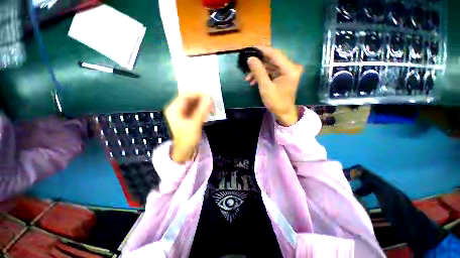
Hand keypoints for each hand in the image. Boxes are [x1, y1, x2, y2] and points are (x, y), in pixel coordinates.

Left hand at [164, 93, 212, 163]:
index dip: (197, 94)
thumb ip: (202, 110)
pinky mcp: (187, 116)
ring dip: (202, 103)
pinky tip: (208, 110)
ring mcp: (182, 112)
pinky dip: (201, 108)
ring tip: (212, 106)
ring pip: (193, 103)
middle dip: (201, 99)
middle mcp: (176, 108)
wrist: (185, 150)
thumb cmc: (187, 138)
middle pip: (189, 99)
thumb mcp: (195, 124)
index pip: (185, 96)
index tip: (208, 95)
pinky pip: (195, 109)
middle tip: (212, 101)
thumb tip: (209, 98)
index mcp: (174, 109)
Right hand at [245, 46, 302, 125]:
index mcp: (289, 69)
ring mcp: (288, 72)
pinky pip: (272, 72)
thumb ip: (258, 71)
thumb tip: (250, 58)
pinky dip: (263, 75)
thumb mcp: (265, 87)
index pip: (275, 54)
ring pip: (271, 66)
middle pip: (272, 59)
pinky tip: (254, 81)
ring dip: (259, 71)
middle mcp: (291, 67)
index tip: (251, 48)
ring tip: (248, 79)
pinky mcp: (284, 76)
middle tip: (247, 65)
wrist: (283, 112)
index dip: (262, 50)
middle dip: (258, 63)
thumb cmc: (276, 102)